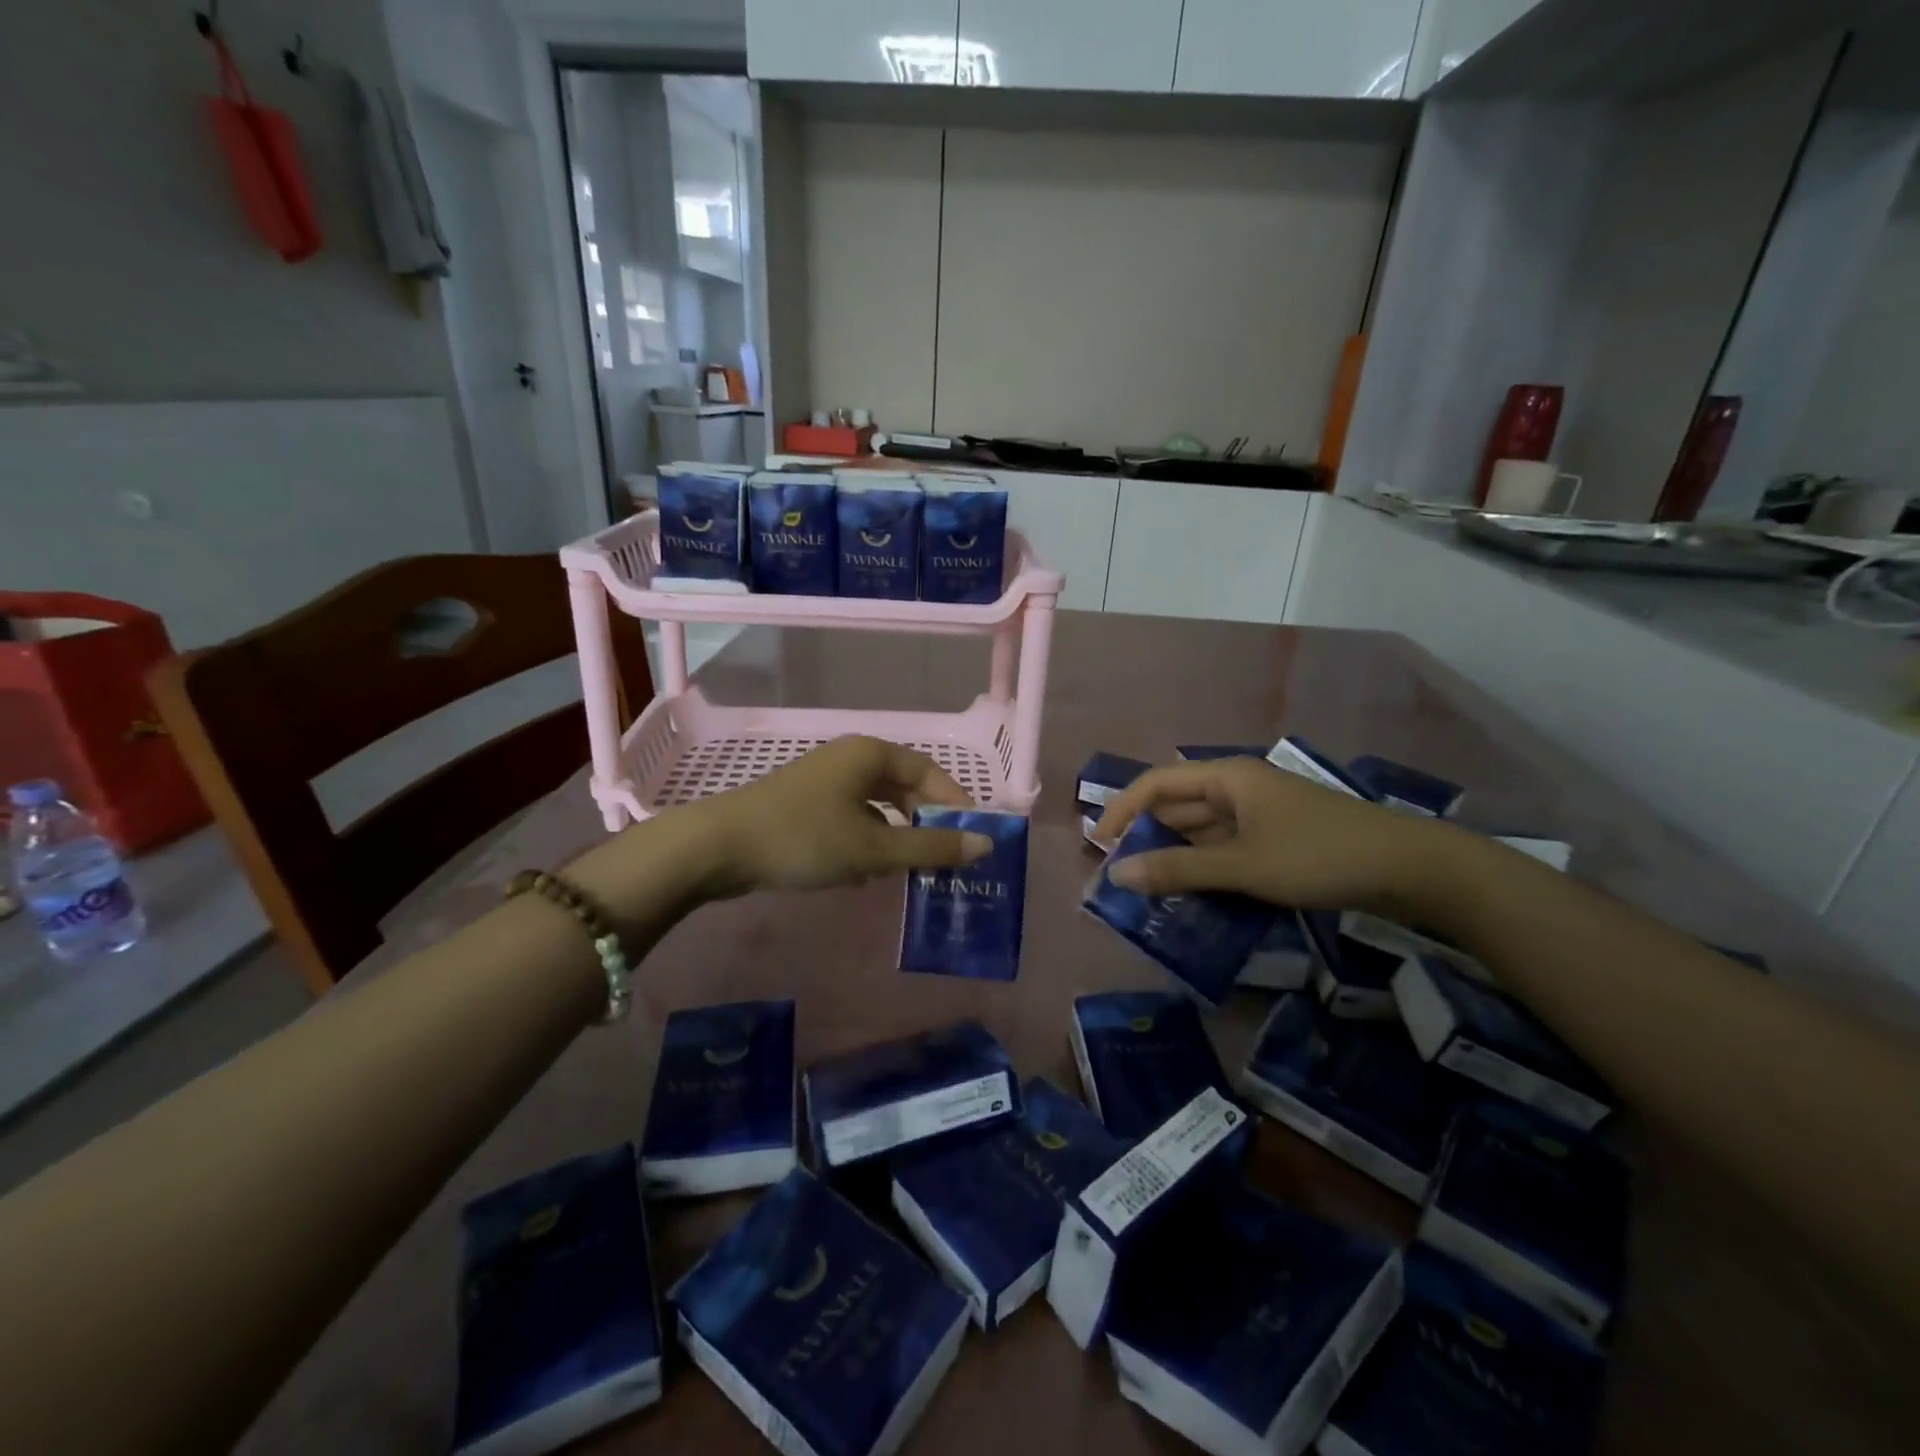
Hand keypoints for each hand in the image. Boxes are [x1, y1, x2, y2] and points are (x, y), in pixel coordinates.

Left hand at [693, 735, 990, 897]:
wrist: (717, 848)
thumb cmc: (803, 838)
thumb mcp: (873, 848)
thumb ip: (931, 848)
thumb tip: (986, 846)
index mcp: (870, 754)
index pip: (929, 772)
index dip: (955, 803)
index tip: (972, 839)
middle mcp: (849, 759)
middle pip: (903, 788)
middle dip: (924, 824)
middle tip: (942, 860)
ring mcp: (824, 782)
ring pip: (876, 808)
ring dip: (895, 839)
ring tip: (906, 873)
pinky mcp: (805, 806)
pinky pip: (851, 820)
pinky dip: (866, 843)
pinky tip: (863, 876)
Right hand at [1093, 756, 1453, 912]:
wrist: (1409, 868)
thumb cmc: (1317, 855)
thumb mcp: (1242, 865)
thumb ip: (1178, 871)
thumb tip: (1117, 875)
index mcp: (1226, 777)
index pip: (1157, 784)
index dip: (1123, 811)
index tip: (1099, 845)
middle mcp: (1239, 787)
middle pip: (1178, 805)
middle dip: (1147, 836)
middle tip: (1120, 874)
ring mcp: (1261, 813)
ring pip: (1203, 829)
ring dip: (1176, 854)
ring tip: (1148, 887)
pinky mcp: (1278, 837)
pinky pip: (1227, 846)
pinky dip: (1206, 865)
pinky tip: (1194, 891)